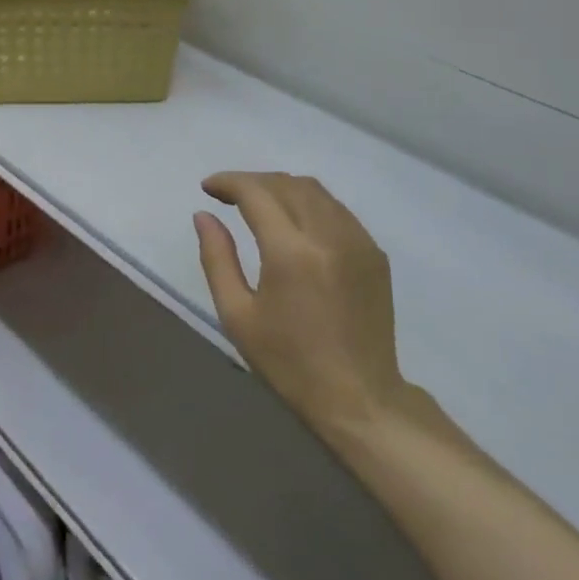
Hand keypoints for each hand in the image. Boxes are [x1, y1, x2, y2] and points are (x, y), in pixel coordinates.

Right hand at [194, 172, 408, 445]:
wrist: (359, 398)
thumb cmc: (289, 362)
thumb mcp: (237, 315)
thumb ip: (217, 258)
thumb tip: (203, 216)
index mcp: (291, 253)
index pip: (257, 193)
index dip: (229, 182)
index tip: (208, 188)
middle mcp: (328, 236)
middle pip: (287, 184)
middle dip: (253, 181)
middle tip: (227, 195)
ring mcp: (358, 242)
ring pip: (316, 191)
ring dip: (282, 188)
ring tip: (258, 203)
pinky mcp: (375, 253)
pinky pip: (337, 210)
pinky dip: (309, 204)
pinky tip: (294, 223)